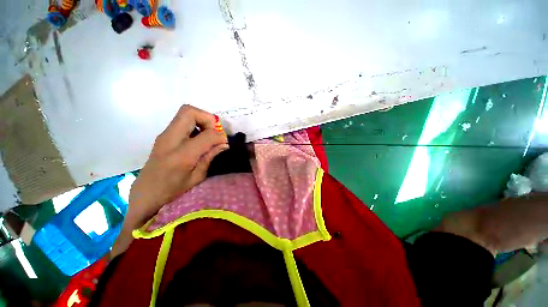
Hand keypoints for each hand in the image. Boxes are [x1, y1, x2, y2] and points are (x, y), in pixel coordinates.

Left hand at [130, 105, 228, 225]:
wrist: (145, 196)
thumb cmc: (172, 192)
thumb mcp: (197, 178)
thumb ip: (210, 156)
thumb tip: (224, 143)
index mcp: (181, 156)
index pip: (206, 135)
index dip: (220, 136)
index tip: (225, 142)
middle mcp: (169, 140)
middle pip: (189, 111)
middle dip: (208, 118)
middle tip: (215, 132)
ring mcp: (164, 136)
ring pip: (185, 113)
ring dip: (201, 120)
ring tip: (208, 136)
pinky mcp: (164, 136)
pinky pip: (181, 122)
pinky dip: (195, 125)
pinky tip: (199, 140)